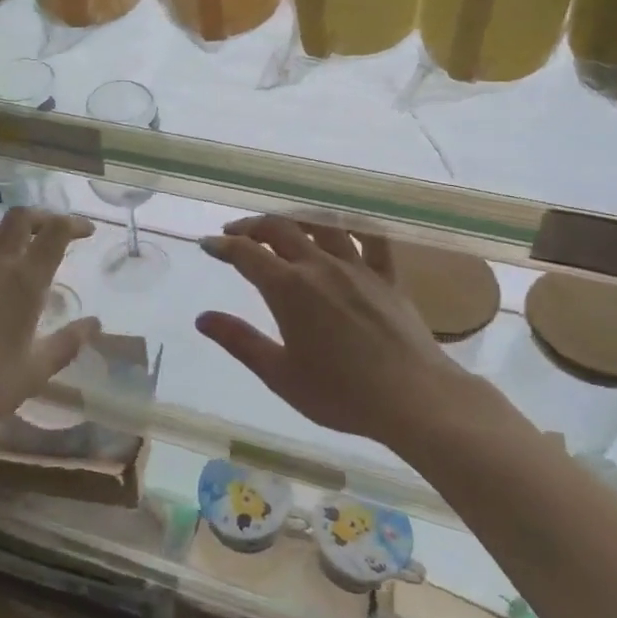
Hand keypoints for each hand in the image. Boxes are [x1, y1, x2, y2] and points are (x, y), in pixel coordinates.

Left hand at [0, 208, 99, 437]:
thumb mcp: (36, 369)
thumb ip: (67, 343)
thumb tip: (94, 324)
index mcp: (26, 281)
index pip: (54, 232)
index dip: (73, 223)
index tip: (87, 232)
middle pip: (20, 217)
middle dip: (42, 216)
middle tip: (56, 232)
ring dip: (10, 227)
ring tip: (23, 246)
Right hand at [197, 216, 521, 447]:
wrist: (414, 398)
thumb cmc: (340, 393)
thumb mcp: (279, 374)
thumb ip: (240, 341)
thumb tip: (202, 318)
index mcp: (288, 288)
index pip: (246, 254)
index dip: (223, 246)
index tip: (207, 244)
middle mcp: (320, 266)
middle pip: (280, 229)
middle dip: (252, 226)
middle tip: (236, 233)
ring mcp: (358, 267)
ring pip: (321, 225)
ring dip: (295, 219)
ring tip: (282, 225)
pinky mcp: (388, 276)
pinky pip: (372, 238)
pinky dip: (355, 226)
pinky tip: (345, 228)